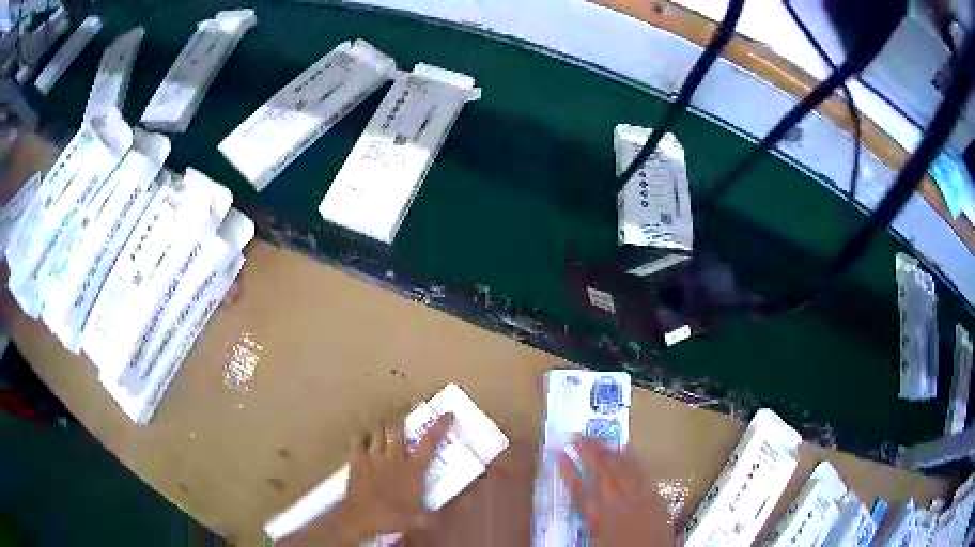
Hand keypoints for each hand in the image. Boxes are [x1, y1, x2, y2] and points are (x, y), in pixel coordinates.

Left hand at [327, 413, 453, 544]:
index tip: (447, 414)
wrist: (363, 520)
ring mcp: (373, 458)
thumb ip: (446, 510)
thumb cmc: (395, 518)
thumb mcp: (426, 518)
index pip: (430, 443)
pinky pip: (357, 441)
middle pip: (397, 430)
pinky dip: (361, 437)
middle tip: (404, 420)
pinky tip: (363, 439)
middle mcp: (394, 458)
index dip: (439, 426)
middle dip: (401, 422)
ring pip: (378, 433)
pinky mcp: (356, 462)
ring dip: (383, 428)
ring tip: (385, 429)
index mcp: (413, 469)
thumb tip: (468, 501)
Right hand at [561, 437, 673, 546]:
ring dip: (611, 454)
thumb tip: (581, 504)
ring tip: (600, 440)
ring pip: (624, 472)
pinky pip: (644, 478)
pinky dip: (635, 464)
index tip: (560, 456)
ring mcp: (641, 502)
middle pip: (603, 475)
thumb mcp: (596, 542)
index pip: (580, 492)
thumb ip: (589, 522)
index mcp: (601, 521)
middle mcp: (620, 508)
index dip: (569, 472)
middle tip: (579, 437)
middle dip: (590, 454)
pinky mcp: (657, 502)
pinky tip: (628, 454)